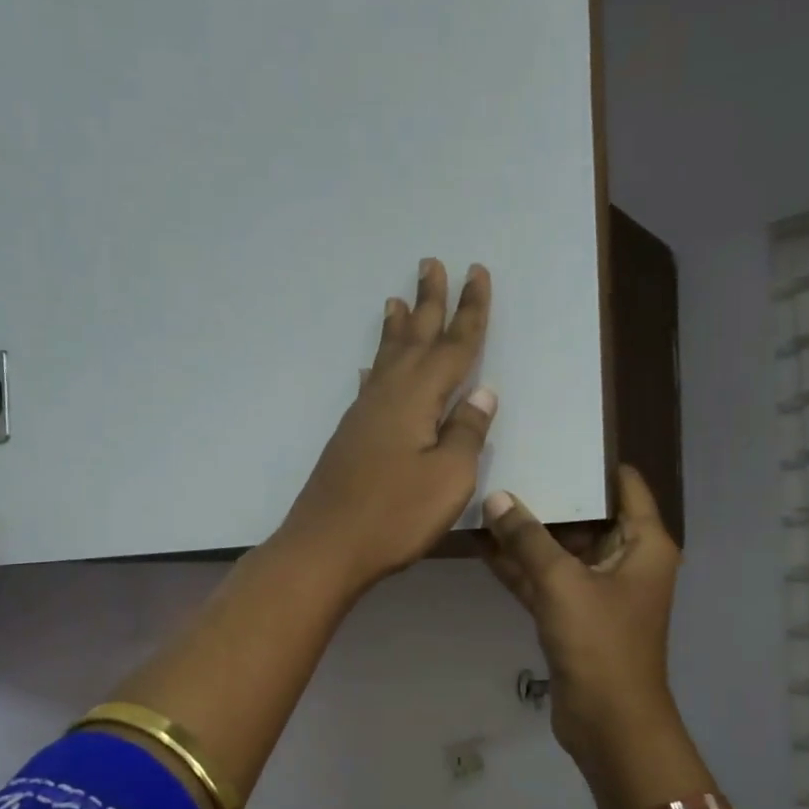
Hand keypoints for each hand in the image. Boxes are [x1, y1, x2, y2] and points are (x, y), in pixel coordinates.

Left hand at [275, 259, 496, 592]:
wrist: (326, 546)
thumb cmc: (395, 515)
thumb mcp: (449, 478)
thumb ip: (467, 432)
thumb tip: (482, 392)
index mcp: (418, 397)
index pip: (454, 345)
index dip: (470, 310)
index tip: (477, 273)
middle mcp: (388, 394)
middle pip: (415, 338)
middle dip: (429, 302)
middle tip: (432, 263)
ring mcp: (364, 415)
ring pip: (386, 358)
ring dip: (396, 328)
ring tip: (397, 300)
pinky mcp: (350, 437)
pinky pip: (368, 385)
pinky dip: (374, 368)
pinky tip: (370, 368)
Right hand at [482, 466, 682, 769]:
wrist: (608, 720)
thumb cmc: (600, 643)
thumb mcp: (562, 582)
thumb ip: (527, 539)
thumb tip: (497, 498)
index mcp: (643, 543)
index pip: (624, 485)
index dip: (593, 462)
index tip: (555, 439)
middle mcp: (625, 559)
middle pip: (586, 515)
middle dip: (548, 495)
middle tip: (508, 462)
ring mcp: (596, 589)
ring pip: (559, 549)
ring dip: (526, 532)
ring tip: (486, 497)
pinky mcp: (572, 615)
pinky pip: (544, 579)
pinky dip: (519, 565)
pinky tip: (482, 543)